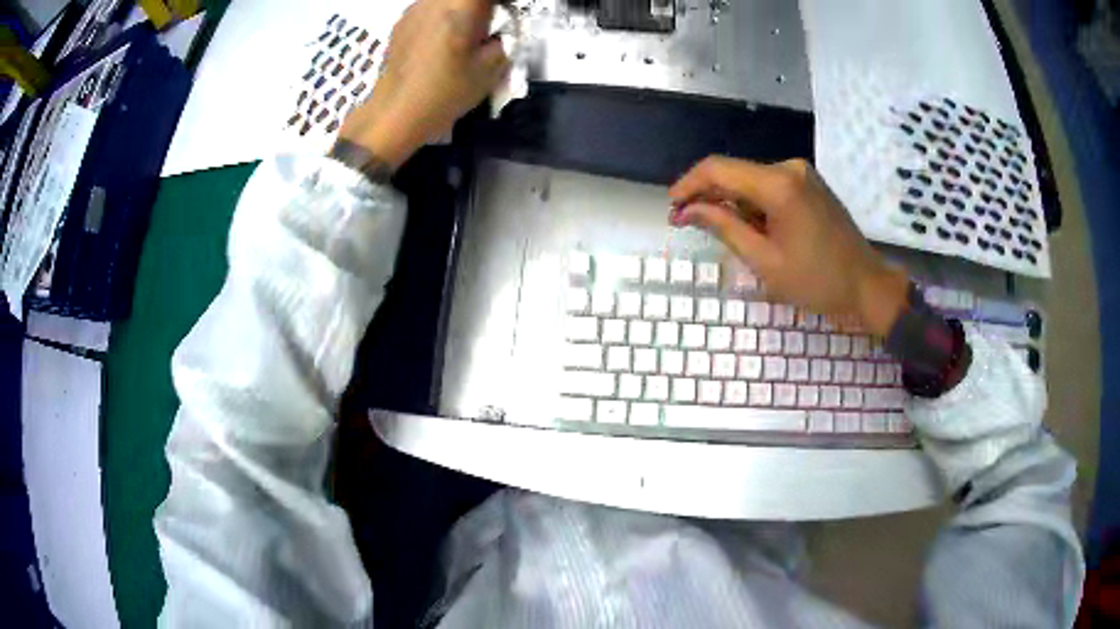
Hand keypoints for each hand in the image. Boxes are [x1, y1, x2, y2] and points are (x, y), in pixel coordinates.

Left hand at [337, 0, 508, 169]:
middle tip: (491, 24)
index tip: (508, 12)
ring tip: (467, 33)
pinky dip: (443, 15)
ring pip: (447, 1)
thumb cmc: (445, 92)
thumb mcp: (491, 68)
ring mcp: (414, 9)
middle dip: (483, 5)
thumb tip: (504, 28)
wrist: (395, 114)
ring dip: (463, 9)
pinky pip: (431, 7)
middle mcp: (434, 1)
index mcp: (460, 6)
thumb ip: (505, 38)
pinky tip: (443, 40)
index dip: (501, 3)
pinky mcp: (401, 21)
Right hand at [669, 157, 909, 336]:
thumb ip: (724, 228)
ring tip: (720, 232)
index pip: (718, 170)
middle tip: (686, 223)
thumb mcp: (765, 261)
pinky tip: (749, 227)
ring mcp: (801, 173)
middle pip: (734, 172)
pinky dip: (752, 203)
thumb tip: (687, 211)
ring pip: (750, 180)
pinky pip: (768, 186)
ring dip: (730, 202)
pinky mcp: (808, 183)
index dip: (689, 184)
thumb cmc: (817, 281)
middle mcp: (789, 168)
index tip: (671, 206)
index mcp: (778, 185)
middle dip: (708, 196)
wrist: (867, 285)